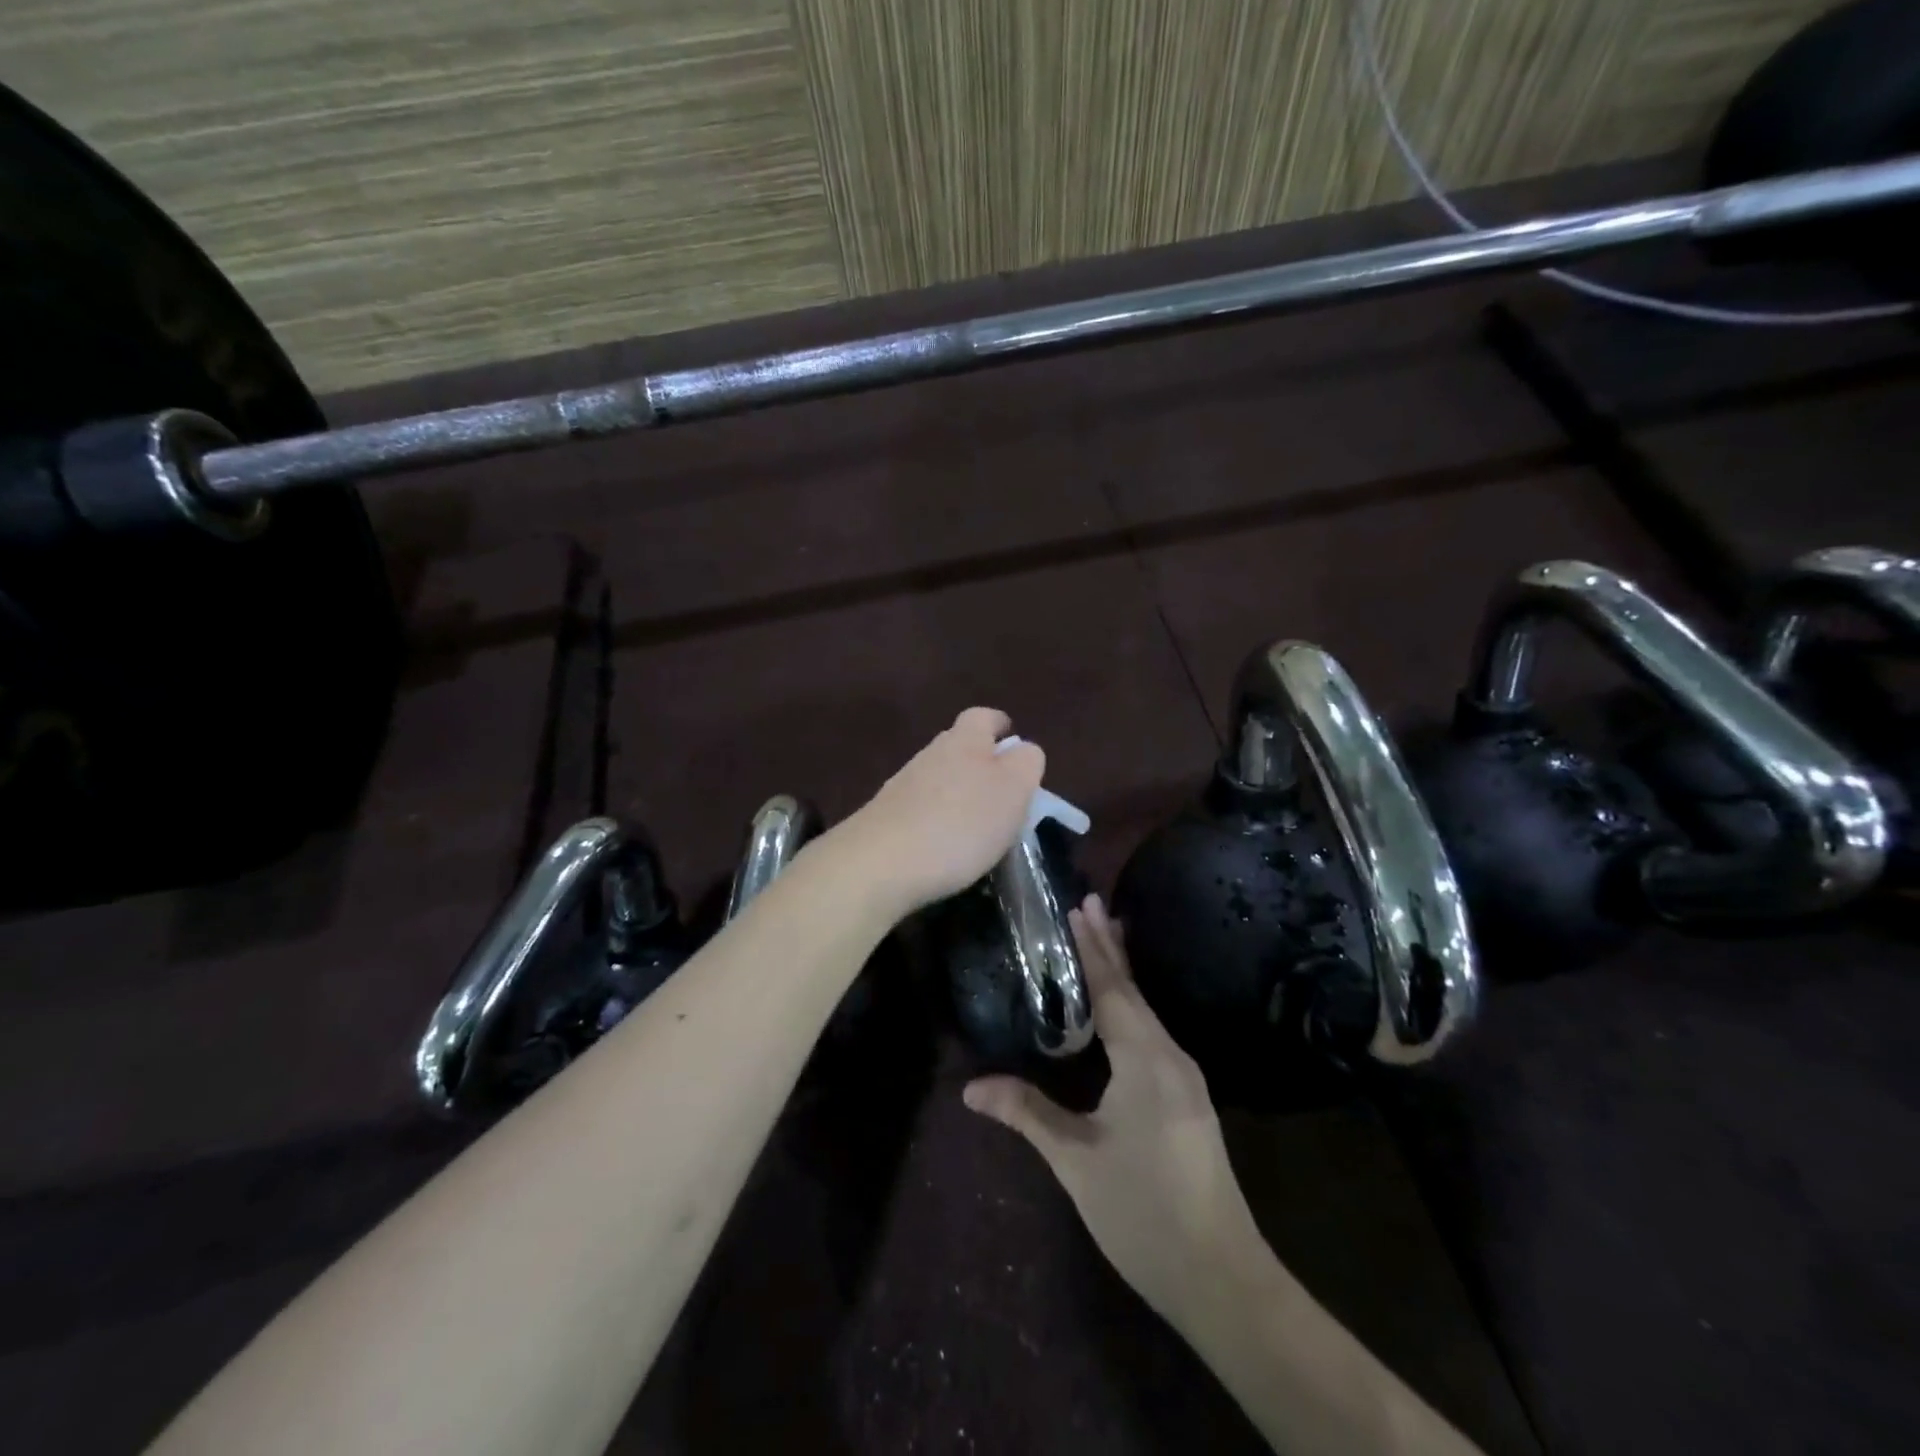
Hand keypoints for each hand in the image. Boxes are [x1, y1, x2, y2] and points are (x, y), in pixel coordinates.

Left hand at [840, 707, 1044, 917]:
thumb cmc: (959, 824)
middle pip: (958, 746)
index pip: (983, 717)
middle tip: (1002, 788)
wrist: (879, 863)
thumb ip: (1025, 763)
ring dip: (957, 791)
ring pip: (938, 777)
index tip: (1011, 738)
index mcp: (964, 741)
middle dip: (980, 760)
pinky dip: (937, 817)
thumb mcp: (1012, 791)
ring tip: (977, 823)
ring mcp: (902, 786)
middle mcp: (929, 755)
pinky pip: (920, 807)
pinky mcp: (885, 817)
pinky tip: (945, 844)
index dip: (999, 724)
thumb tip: (1023, 750)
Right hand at [963, 895, 1261, 1332]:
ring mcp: (1186, 1078)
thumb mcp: (1076, 1161)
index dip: (1092, 948)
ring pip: (1148, 1011)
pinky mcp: (1190, 1099)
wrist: (1222, 1278)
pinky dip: (1134, 1006)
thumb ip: (1027, 1113)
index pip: (1113, 988)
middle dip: (1110, 947)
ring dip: (1124, 974)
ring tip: (1106, 940)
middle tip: (1092, 903)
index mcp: (1144, 1059)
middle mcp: (1170, 1056)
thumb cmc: (1142, 1211)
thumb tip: (971, 1087)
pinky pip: (1155, 1034)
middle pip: (1134, 991)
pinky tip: (1125, 1010)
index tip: (1078, 906)